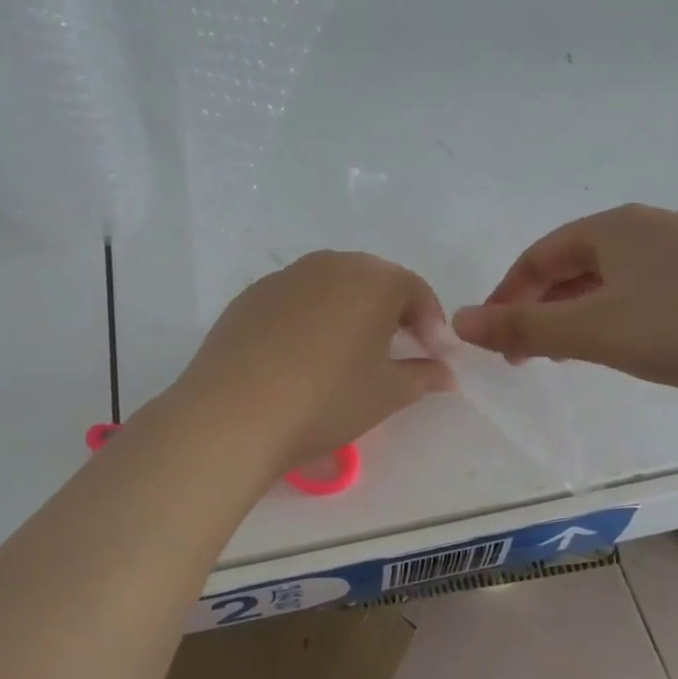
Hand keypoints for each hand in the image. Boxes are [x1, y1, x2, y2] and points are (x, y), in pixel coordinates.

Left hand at [170, 251, 453, 475]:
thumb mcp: (386, 393)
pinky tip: (302, 357)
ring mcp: (284, 277)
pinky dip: (310, 319)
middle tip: (398, 350)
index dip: (432, 324)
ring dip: (349, 312)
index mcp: (372, 279)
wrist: (234, 413)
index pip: (415, 291)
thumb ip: (423, 376)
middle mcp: (330, 265)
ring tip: (349, 354)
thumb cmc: (326, 400)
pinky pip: (295, 300)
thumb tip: (444, 372)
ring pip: (331, 287)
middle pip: (372, 281)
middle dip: (392, 313)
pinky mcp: (250, 297)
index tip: (436, 357)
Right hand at [452, 205, 677, 406]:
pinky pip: (650, 291)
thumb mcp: (595, 331)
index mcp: (613, 228)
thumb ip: (524, 327)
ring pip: (613, 279)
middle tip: (528, 353)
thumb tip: (460, 321)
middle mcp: (648, 227)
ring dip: (580, 314)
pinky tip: (633, 345)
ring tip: (571, 354)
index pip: (538, 255)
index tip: (493, 338)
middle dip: (542, 306)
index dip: (507, 295)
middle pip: (574, 264)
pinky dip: (622, 316)